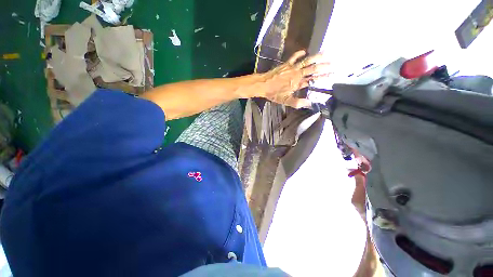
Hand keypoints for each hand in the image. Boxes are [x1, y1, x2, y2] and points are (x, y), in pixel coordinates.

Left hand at [259, 50, 330, 107]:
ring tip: (325, 53)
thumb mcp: (286, 101)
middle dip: (323, 66)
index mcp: (298, 83)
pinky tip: (305, 51)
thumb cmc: (274, 93)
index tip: (332, 74)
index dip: (323, 77)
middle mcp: (297, 74)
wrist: (263, 84)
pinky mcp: (286, 64)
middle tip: (333, 63)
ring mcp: (292, 68)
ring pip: (306, 61)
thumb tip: (310, 103)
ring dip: (316, 57)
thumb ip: (298, 103)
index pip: (313, 79)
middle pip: (313, 68)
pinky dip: (299, 54)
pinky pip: (294, 57)